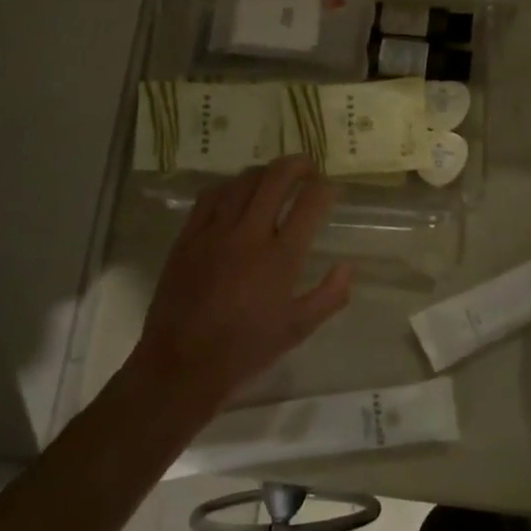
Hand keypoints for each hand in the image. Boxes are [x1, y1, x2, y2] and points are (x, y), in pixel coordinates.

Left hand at [136, 157, 354, 400]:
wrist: (181, 365)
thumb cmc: (245, 350)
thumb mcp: (297, 330)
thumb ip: (330, 296)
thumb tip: (349, 266)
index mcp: (281, 258)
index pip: (310, 204)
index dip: (325, 188)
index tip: (331, 188)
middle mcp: (249, 235)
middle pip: (275, 179)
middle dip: (297, 164)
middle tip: (308, 168)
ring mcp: (214, 232)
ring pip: (242, 181)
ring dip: (264, 172)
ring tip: (274, 178)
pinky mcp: (187, 237)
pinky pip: (209, 196)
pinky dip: (229, 186)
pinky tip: (235, 192)